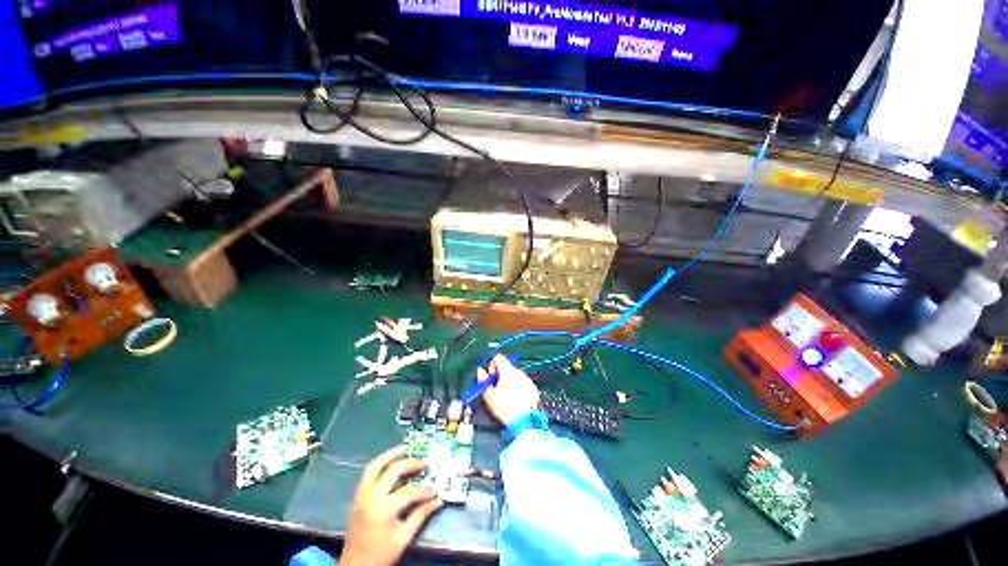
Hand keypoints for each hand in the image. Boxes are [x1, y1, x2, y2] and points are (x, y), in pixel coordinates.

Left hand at [341, 446, 443, 565]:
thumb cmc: (381, 555)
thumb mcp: (404, 538)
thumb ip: (420, 516)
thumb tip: (438, 501)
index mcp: (383, 509)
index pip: (409, 491)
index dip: (424, 490)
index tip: (434, 492)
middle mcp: (371, 497)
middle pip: (393, 471)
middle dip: (411, 464)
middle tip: (424, 464)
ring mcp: (362, 496)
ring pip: (375, 466)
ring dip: (390, 455)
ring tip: (404, 448)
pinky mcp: (358, 497)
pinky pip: (368, 474)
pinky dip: (379, 464)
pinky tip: (389, 462)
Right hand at [477, 354, 540, 426]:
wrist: (527, 421)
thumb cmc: (505, 407)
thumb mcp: (488, 395)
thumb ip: (482, 380)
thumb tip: (480, 371)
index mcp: (507, 370)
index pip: (498, 357)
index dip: (491, 366)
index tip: (489, 378)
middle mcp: (518, 371)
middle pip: (506, 367)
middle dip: (499, 375)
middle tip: (495, 390)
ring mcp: (527, 379)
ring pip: (514, 375)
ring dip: (508, 382)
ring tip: (505, 398)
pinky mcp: (533, 388)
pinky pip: (522, 383)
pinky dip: (517, 388)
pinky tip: (515, 401)